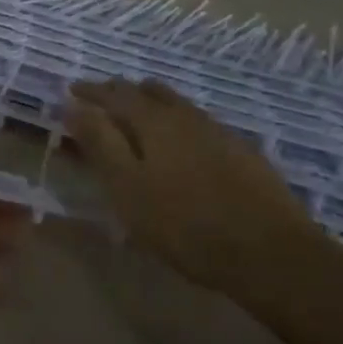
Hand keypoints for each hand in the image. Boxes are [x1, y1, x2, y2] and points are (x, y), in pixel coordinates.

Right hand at [64, 79, 315, 287]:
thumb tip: (72, 106)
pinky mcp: (242, 152)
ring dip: (151, 103)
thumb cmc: (185, 223)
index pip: (114, 94)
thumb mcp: (128, 187)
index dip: (90, 91)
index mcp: (153, 120)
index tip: (71, 91)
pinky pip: (198, 123)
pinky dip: (177, 122)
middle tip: (101, 100)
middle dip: (120, 92)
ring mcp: (218, 131)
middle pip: (148, 92)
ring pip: (176, 104)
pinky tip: (181, 142)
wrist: (271, 253)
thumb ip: (99, 143)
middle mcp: (185, 115)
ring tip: (137, 114)